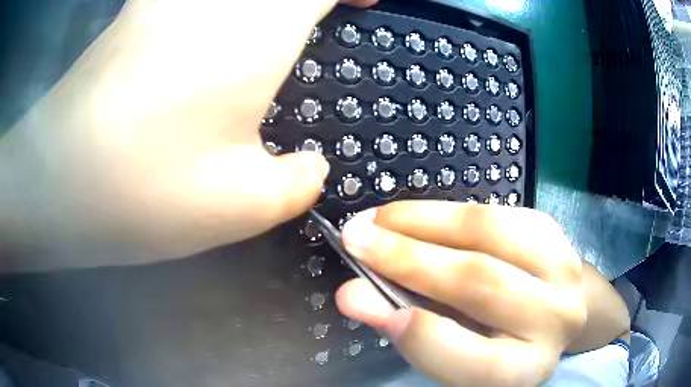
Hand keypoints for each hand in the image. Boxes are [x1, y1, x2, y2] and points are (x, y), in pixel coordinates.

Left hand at [0, 0, 373, 268]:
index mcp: (255, 31)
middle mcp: (214, 0)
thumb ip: (297, 185)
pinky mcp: (135, 12)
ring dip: (260, 1)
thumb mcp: (241, 207)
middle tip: (318, 13)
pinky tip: (213, 21)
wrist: (56, 181)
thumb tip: (314, 170)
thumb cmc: (143, 191)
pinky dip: (215, 3)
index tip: (361, 4)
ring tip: (272, 21)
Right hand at [336, 202, 585, 386]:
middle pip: (483, 283)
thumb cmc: (496, 342)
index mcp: (526, 368)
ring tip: (379, 219)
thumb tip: (354, 296)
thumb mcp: (455, 353)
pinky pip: (495, 211)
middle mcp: (555, 320)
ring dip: (425, 221)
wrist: (549, 311)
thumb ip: (408, 331)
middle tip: (356, 238)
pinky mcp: (554, 230)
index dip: (423, 335)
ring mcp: (563, 268)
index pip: (478, 362)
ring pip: (490, 232)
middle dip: (409, 258)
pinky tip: (415, 216)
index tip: (364, 299)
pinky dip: (447, 211)